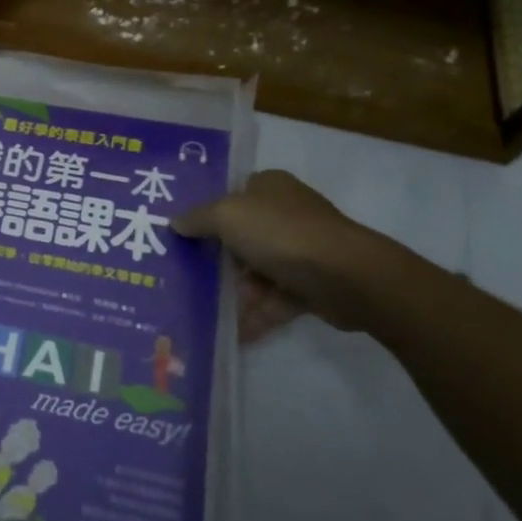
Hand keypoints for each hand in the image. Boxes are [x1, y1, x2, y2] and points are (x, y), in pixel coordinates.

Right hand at [174, 170, 399, 342]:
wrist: (347, 277)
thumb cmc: (281, 234)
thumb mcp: (227, 216)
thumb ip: (197, 219)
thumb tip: (174, 223)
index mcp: (268, 187)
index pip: (231, 194)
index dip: (207, 213)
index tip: (181, 235)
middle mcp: (285, 213)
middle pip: (241, 236)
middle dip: (218, 261)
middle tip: (187, 278)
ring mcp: (301, 249)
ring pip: (257, 271)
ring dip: (236, 293)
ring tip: (206, 314)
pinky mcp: (312, 284)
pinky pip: (275, 300)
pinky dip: (257, 315)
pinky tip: (235, 333)